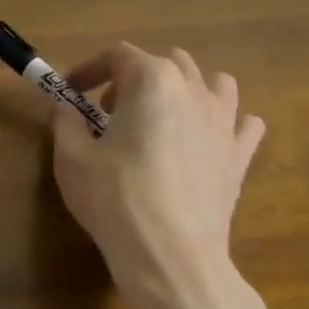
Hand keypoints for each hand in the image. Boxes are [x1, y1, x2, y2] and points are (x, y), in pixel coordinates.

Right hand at [51, 43, 265, 289]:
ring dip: (185, 90)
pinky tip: (206, 140)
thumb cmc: (114, 199)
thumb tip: (65, 107)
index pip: (118, 55)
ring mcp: (225, 122)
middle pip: (167, 62)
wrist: (169, 253)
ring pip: (214, 83)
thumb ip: (66, 121)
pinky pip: (243, 124)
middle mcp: (194, 91)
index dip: (89, 68)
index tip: (70, 91)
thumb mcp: (72, 158)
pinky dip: (225, 123)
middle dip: (135, 77)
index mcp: (152, 81)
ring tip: (162, 118)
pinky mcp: (239, 156)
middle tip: (109, 111)